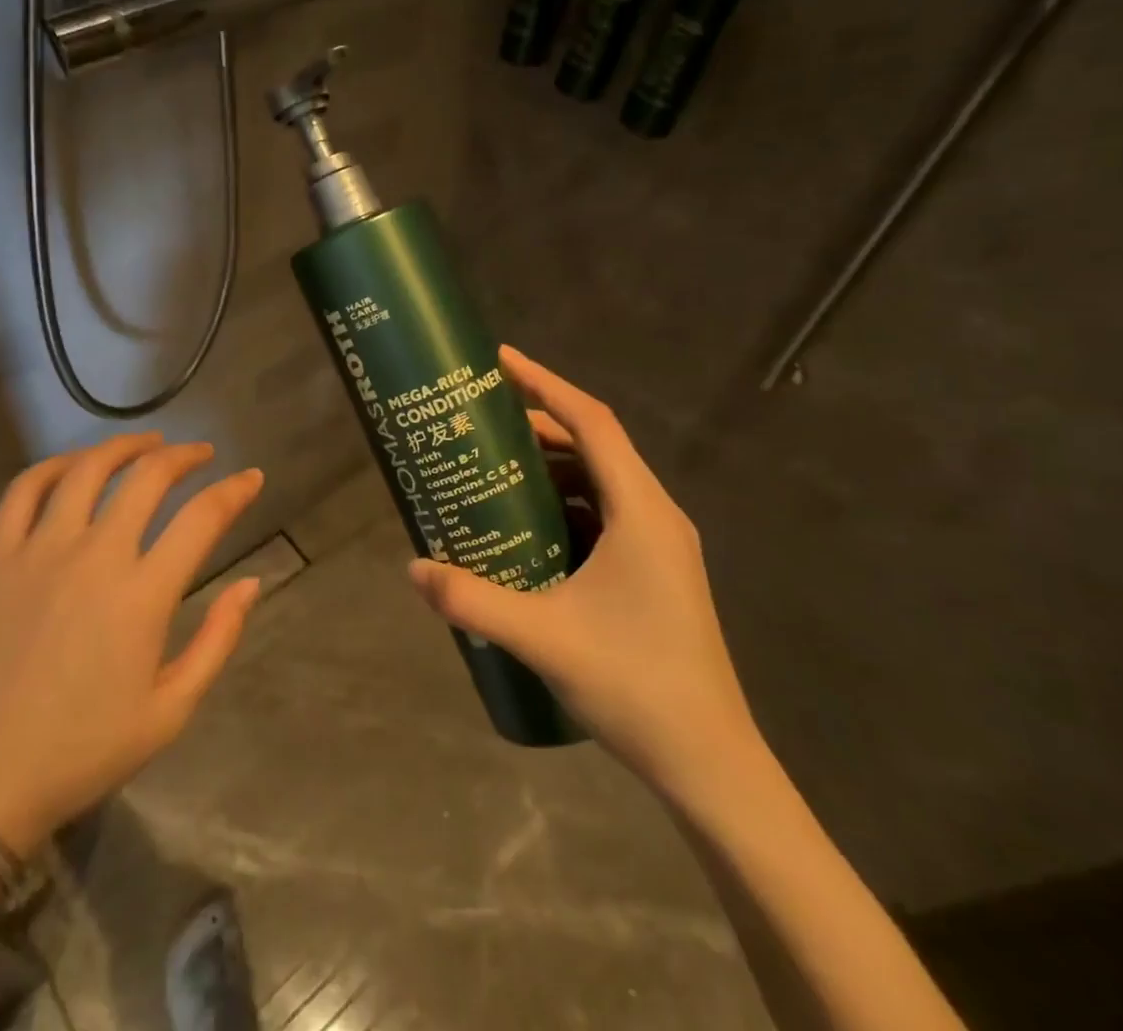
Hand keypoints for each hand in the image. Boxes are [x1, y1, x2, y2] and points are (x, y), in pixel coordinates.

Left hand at [0, 434, 264, 855]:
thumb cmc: (82, 751)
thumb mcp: (170, 711)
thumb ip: (218, 640)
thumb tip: (251, 583)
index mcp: (142, 595)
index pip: (202, 518)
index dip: (235, 491)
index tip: (252, 478)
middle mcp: (94, 556)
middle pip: (147, 477)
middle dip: (184, 456)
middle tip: (201, 454)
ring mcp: (38, 549)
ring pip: (88, 469)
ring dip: (125, 446)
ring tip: (148, 443)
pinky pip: (25, 489)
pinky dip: (55, 465)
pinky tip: (75, 465)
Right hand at [408, 347, 757, 799]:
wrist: (710, 763)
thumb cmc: (635, 685)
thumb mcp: (542, 638)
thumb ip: (472, 599)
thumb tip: (412, 568)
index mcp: (641, 512)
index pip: (592, 422)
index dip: (545, 383)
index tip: (500, 360)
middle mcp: (655, 515)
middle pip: (593, 444)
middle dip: (537, 423)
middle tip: (480, 416)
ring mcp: (658, 544)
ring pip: (598, 479)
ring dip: (549, 463)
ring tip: (493, 461)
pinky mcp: (652, 569)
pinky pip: (602, 512)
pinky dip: (562, 500)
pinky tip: (524, 522)